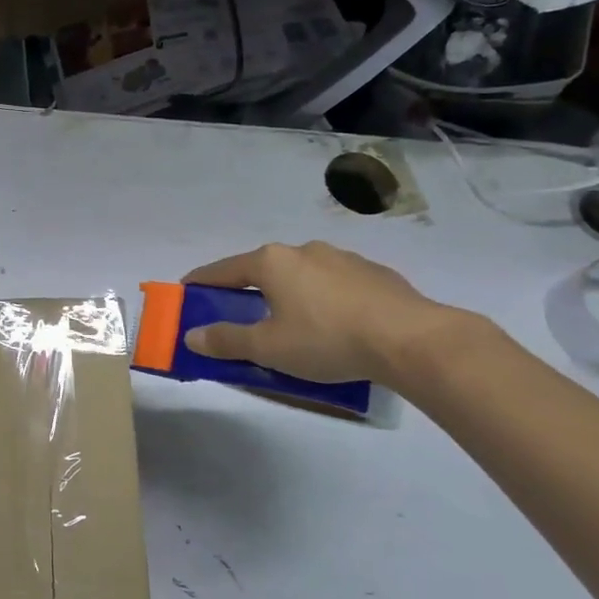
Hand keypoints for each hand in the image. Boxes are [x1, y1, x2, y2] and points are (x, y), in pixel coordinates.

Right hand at [182, 242, 459, 385]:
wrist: (411, 339)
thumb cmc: (326, 339)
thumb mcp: (268, 348)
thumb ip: (227, 340)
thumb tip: (192, 335)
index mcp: (272, 262)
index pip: (224, 270)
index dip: (202, 281)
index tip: (187, 290)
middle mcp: (303, 250)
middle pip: (263, 269)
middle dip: (248, 289)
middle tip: (240, 313)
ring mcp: (342, 258)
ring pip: (302, 275)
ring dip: (289, 293)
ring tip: (292, 322)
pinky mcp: (374, 273)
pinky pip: (334, 284)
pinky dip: (322, 299)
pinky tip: (334, 324)